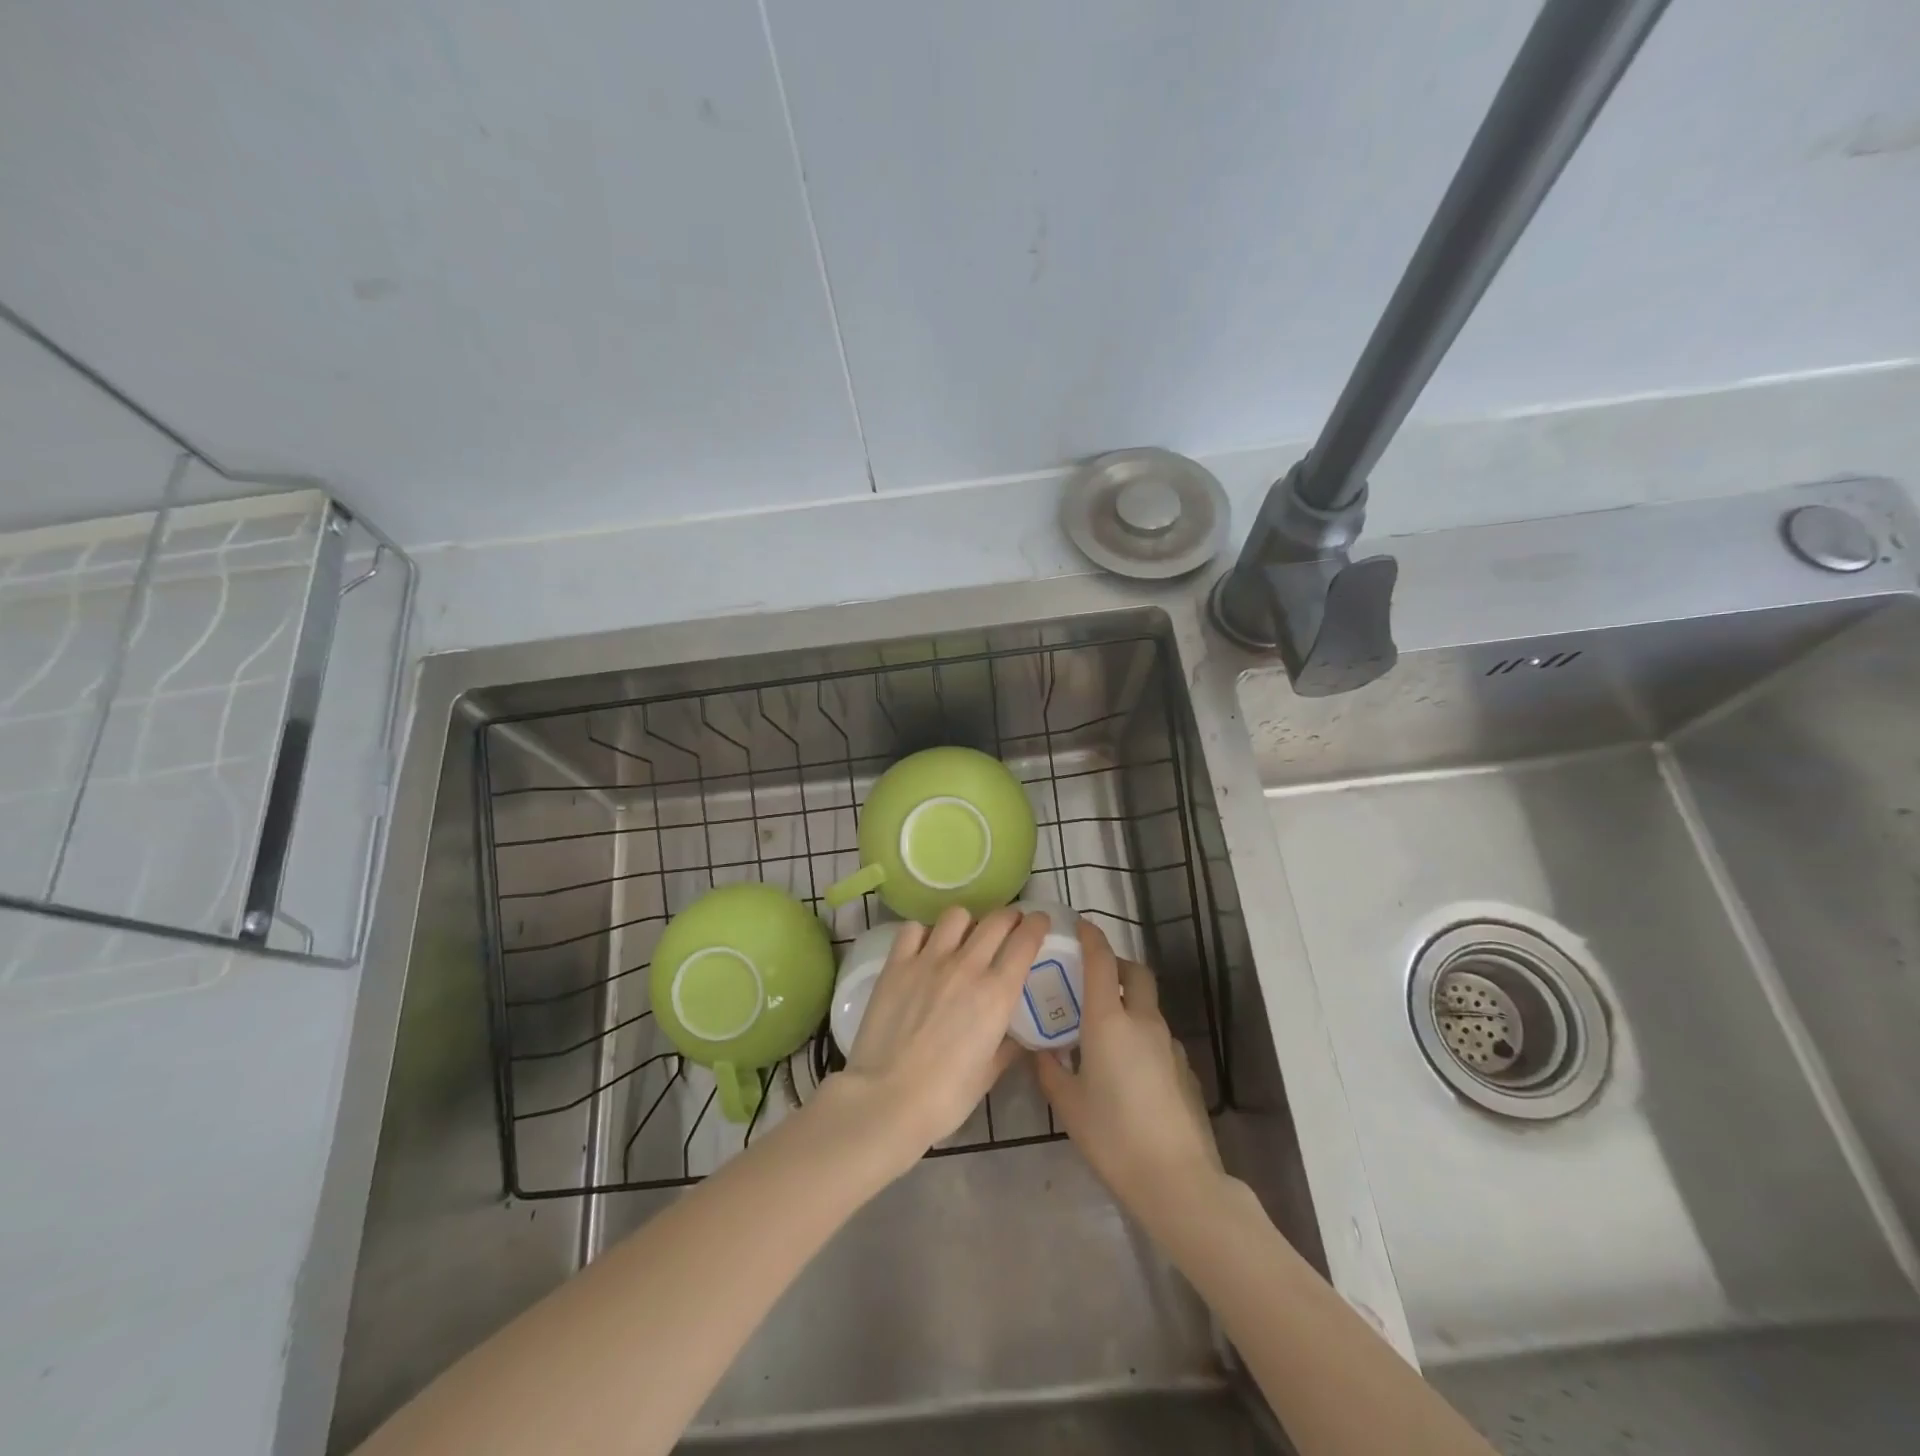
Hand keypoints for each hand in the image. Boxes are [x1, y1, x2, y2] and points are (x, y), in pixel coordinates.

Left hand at [824, 906, 1047, 1173]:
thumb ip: (1008, 1046)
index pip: (1025, 940)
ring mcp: (929, 960)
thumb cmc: (945, 1096)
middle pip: (996, 920)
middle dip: (1009, 917)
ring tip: (965, 936)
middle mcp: (967, 966)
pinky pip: (914, 929)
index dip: (1036, 924)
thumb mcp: (989, 1073)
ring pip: (957, 916)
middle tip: (1009, 926)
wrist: (887, 1099)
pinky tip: (925, 948)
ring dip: (968, 922)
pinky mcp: (897, 964)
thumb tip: (1019, 1036)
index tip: (1039, 921)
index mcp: (997, 993)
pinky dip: (924, 932)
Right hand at [1034, 921, 1221, 1222]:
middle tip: (1094, 978)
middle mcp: (1142, 1022)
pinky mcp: (1184, 1068)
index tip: (1080, 925)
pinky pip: (1158, 1036)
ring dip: (1129, 1002)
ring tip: (1104, 1031)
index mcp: (1109, 1021)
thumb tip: (1040, 1051)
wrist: (1176, 1179)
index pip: (1102, 962)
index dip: (1091, 937)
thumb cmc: (1112, 1136)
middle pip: (1136, 973)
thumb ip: (1050, 1070)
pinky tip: (1128, 1068)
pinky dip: (1141, 1034)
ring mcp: (1168, 1044)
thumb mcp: (1068, 1104)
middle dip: (1117, 965)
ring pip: (1149, 1005)